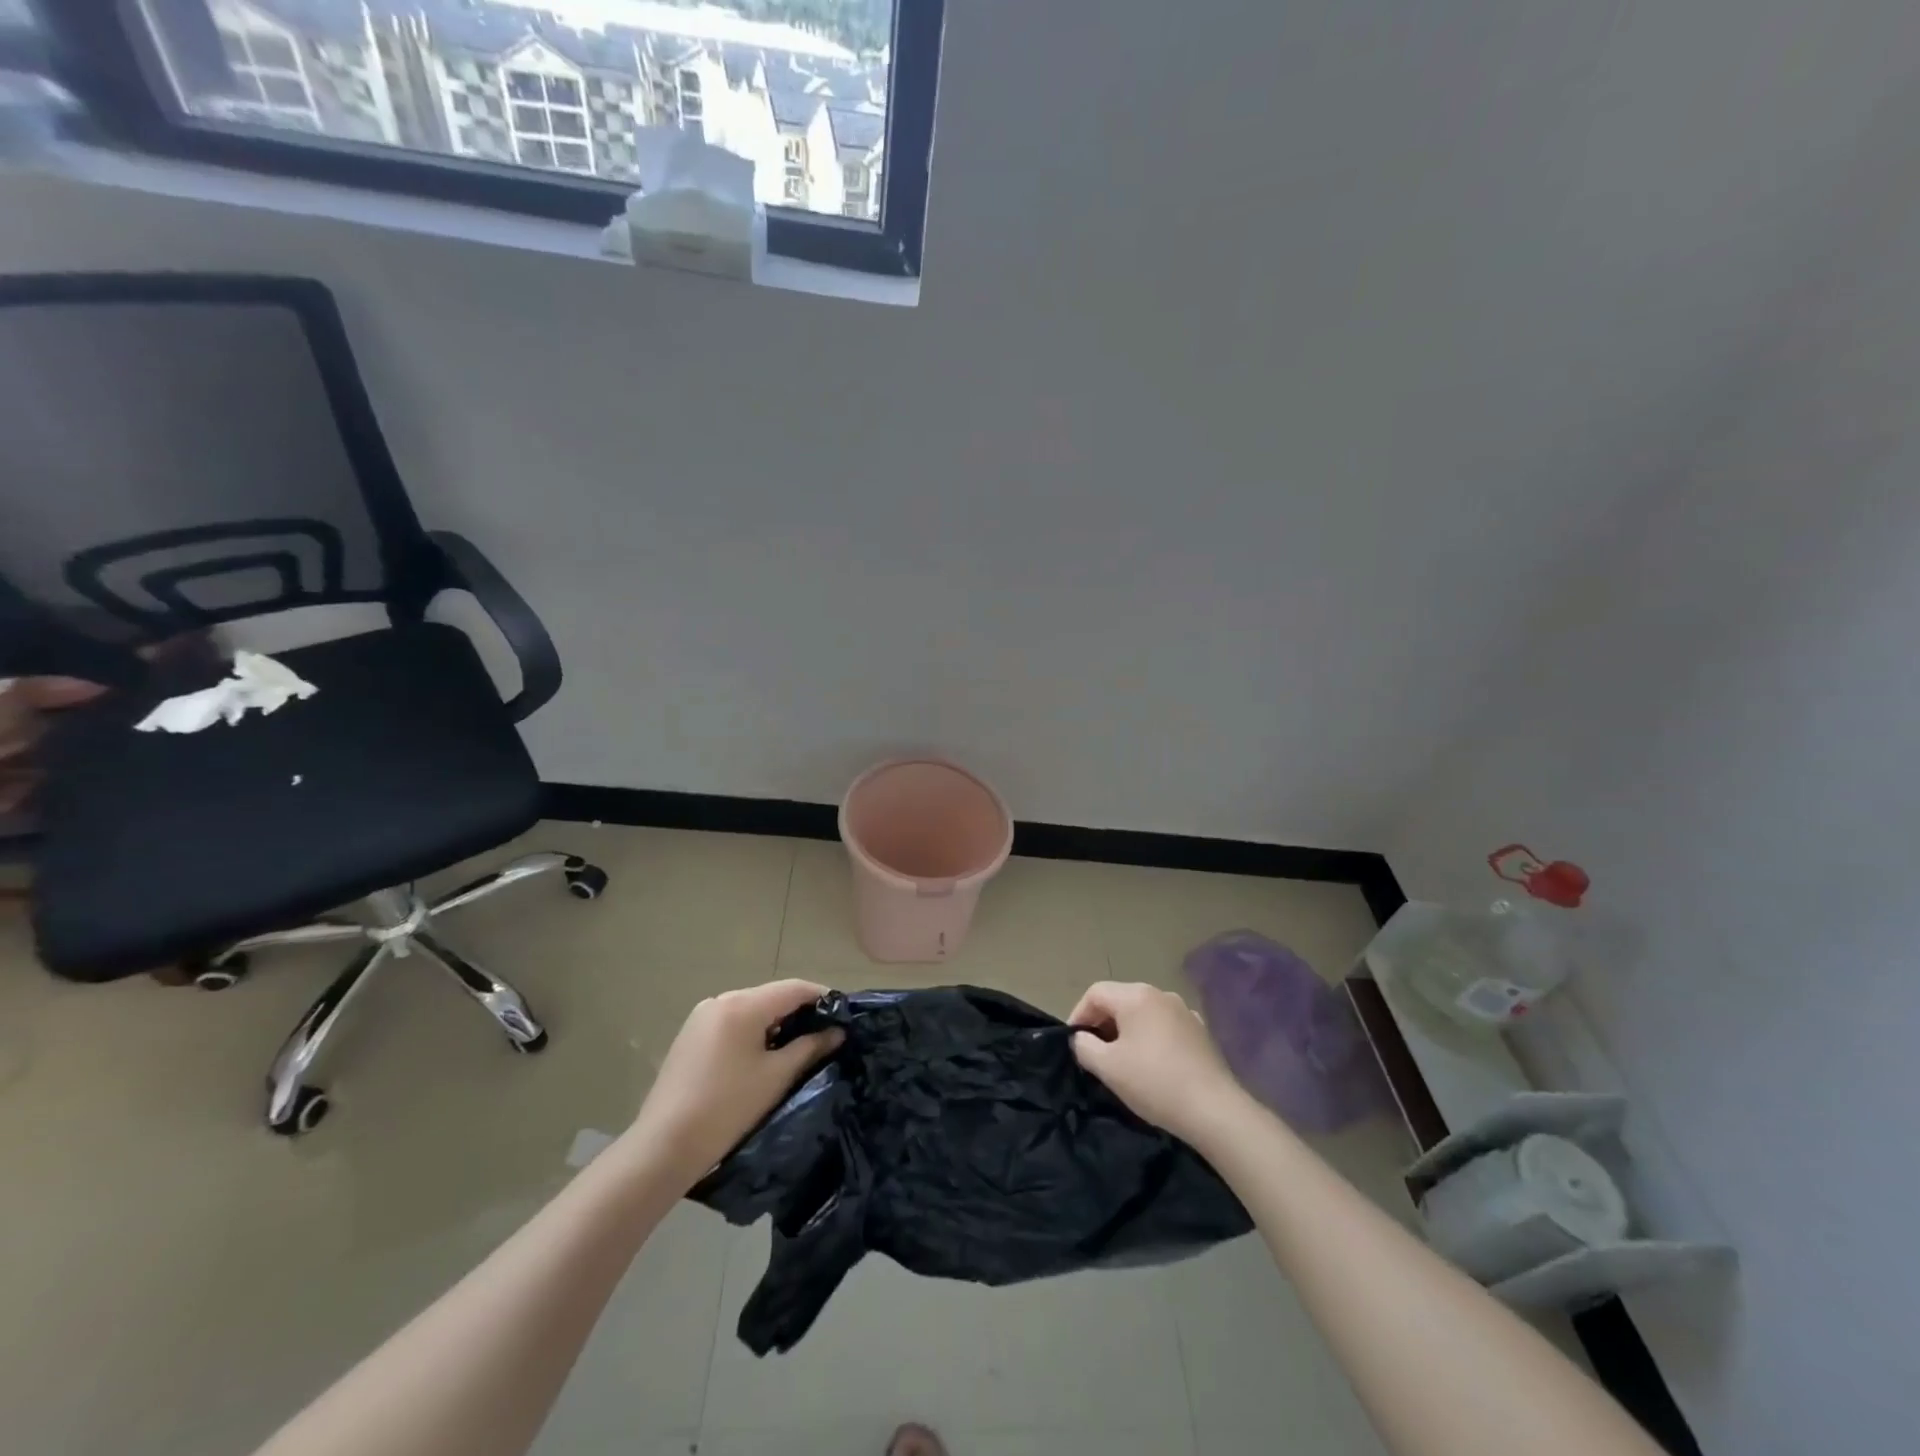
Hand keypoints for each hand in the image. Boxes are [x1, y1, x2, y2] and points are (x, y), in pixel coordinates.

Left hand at [626, 979, 843, 1189]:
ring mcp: (701, 1017)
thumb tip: (836, 1032)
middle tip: (824, 1034)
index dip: (821, 997)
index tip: (843, 1014)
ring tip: (797, 1047)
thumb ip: (810, 1047)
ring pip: (750, 1010)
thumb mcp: (776, 1076)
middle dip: (798, 1012)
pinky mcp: (690, 1036)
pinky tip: (762, 1056)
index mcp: (742, 1004)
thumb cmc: (728, 1107)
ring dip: (775, 1023)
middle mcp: (720, 1000)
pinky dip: (752, 1032)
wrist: (664, 1147)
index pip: (793, 988)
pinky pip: (732, 1023)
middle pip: (770, 996)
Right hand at [1068, 981, 1249, 1143]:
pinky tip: (1153, 1064)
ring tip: (1122, 1060)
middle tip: (1095, 1053)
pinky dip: (1151, 1038)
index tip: (1074, 1043)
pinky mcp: (1200, 1031)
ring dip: (1127, 1030)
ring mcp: (1184, 1010)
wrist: (1214, 1109)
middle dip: (1102, 1023)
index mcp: (1136, 995)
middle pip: (1120, 999)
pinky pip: (1164, 1026)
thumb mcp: (1107, 1067)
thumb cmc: (1154, 1082)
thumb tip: (1081, 1038)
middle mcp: (1160, 994)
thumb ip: (1084, 1046)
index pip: (1095, 993)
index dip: (1078, 1014)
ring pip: (1143, 1013)